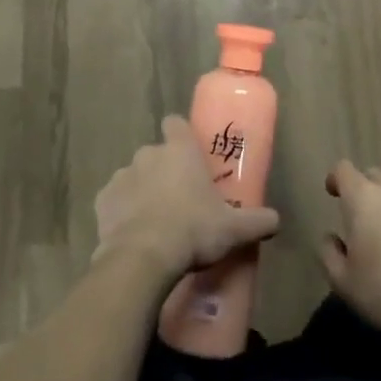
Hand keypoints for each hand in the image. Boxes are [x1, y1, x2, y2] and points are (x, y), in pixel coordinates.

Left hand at [94, 117, 281, 280]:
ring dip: (143, 191)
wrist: (143, 257)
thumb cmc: (193, 230)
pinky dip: (122, 211)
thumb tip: (277, 220)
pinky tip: (133, 234)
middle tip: (180, 198)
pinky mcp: (102, 200)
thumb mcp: (234, 229)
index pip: (175, 124)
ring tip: (156, 221)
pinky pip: (114, 200)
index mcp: (179, 150)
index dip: (181, 134)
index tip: (189, 153)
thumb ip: (258, 221)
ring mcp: (122, 176)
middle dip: (164, 170)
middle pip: (156, 153)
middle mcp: (148, 154)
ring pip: (134, 176)